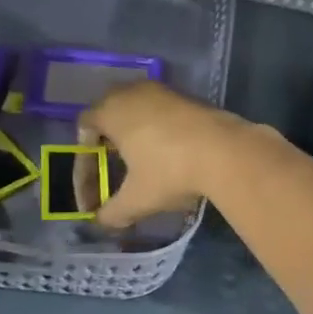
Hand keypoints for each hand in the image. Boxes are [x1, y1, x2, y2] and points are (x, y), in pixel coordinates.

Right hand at [78, 81, 243, 228]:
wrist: (227, 151)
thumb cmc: (171, 172)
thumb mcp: (137, 199)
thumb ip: (113, 212)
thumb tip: (101, 222)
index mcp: (112, 110)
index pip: (85, 126)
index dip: (84, 159)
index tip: (93, 186)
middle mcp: (134, 92)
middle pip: (110, 112)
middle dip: (108, 142)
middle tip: (113, 169)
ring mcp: (164, 91)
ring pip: (139, 109)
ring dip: (135, 134)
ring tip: (141, 163)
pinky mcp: (190, 97)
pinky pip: (163, 111)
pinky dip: (159, 130)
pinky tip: (169, 154)